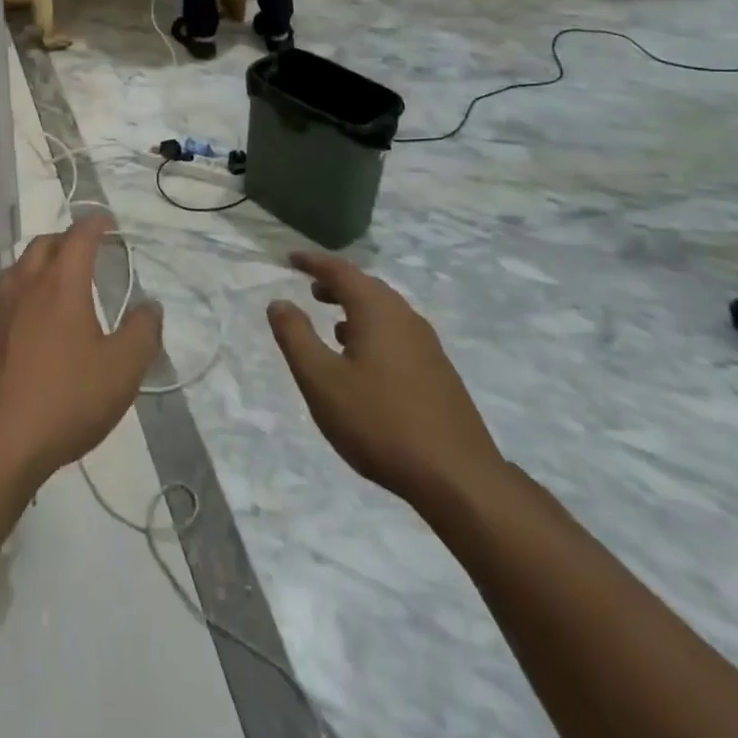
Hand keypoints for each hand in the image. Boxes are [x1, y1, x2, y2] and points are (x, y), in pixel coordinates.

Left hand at [0, 217, 161, 489]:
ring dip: (41, 263)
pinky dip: (24, 291)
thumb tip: (150, 306)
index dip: (95, 224)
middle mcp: (25, 284)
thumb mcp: (121, 370)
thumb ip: (142, 333)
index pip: (79, 236)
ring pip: (20, 267)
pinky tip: (32, 319)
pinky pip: (6, 295)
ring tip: (60, 282)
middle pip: (44, 244)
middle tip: (86, 251)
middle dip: (67, 240)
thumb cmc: (65, 399)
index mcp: (61, 283)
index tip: (107, 222)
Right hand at [268, 252, 503, 509]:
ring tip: (333, 325)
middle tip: (311, 289)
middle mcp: (406, 318)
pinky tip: (365, 362)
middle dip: (337, 284)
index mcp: (377, 311)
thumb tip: (279, 302)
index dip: (313, 262)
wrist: (459, 479)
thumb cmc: (379, 422)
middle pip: (367, 287)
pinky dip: (374, 331)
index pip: (340, 271)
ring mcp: (428, 346)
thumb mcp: (321, 380)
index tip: (291, 259)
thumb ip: (295, 337)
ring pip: (386, 312)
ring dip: (356, 309)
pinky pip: (399, 335)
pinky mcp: (439, 374)